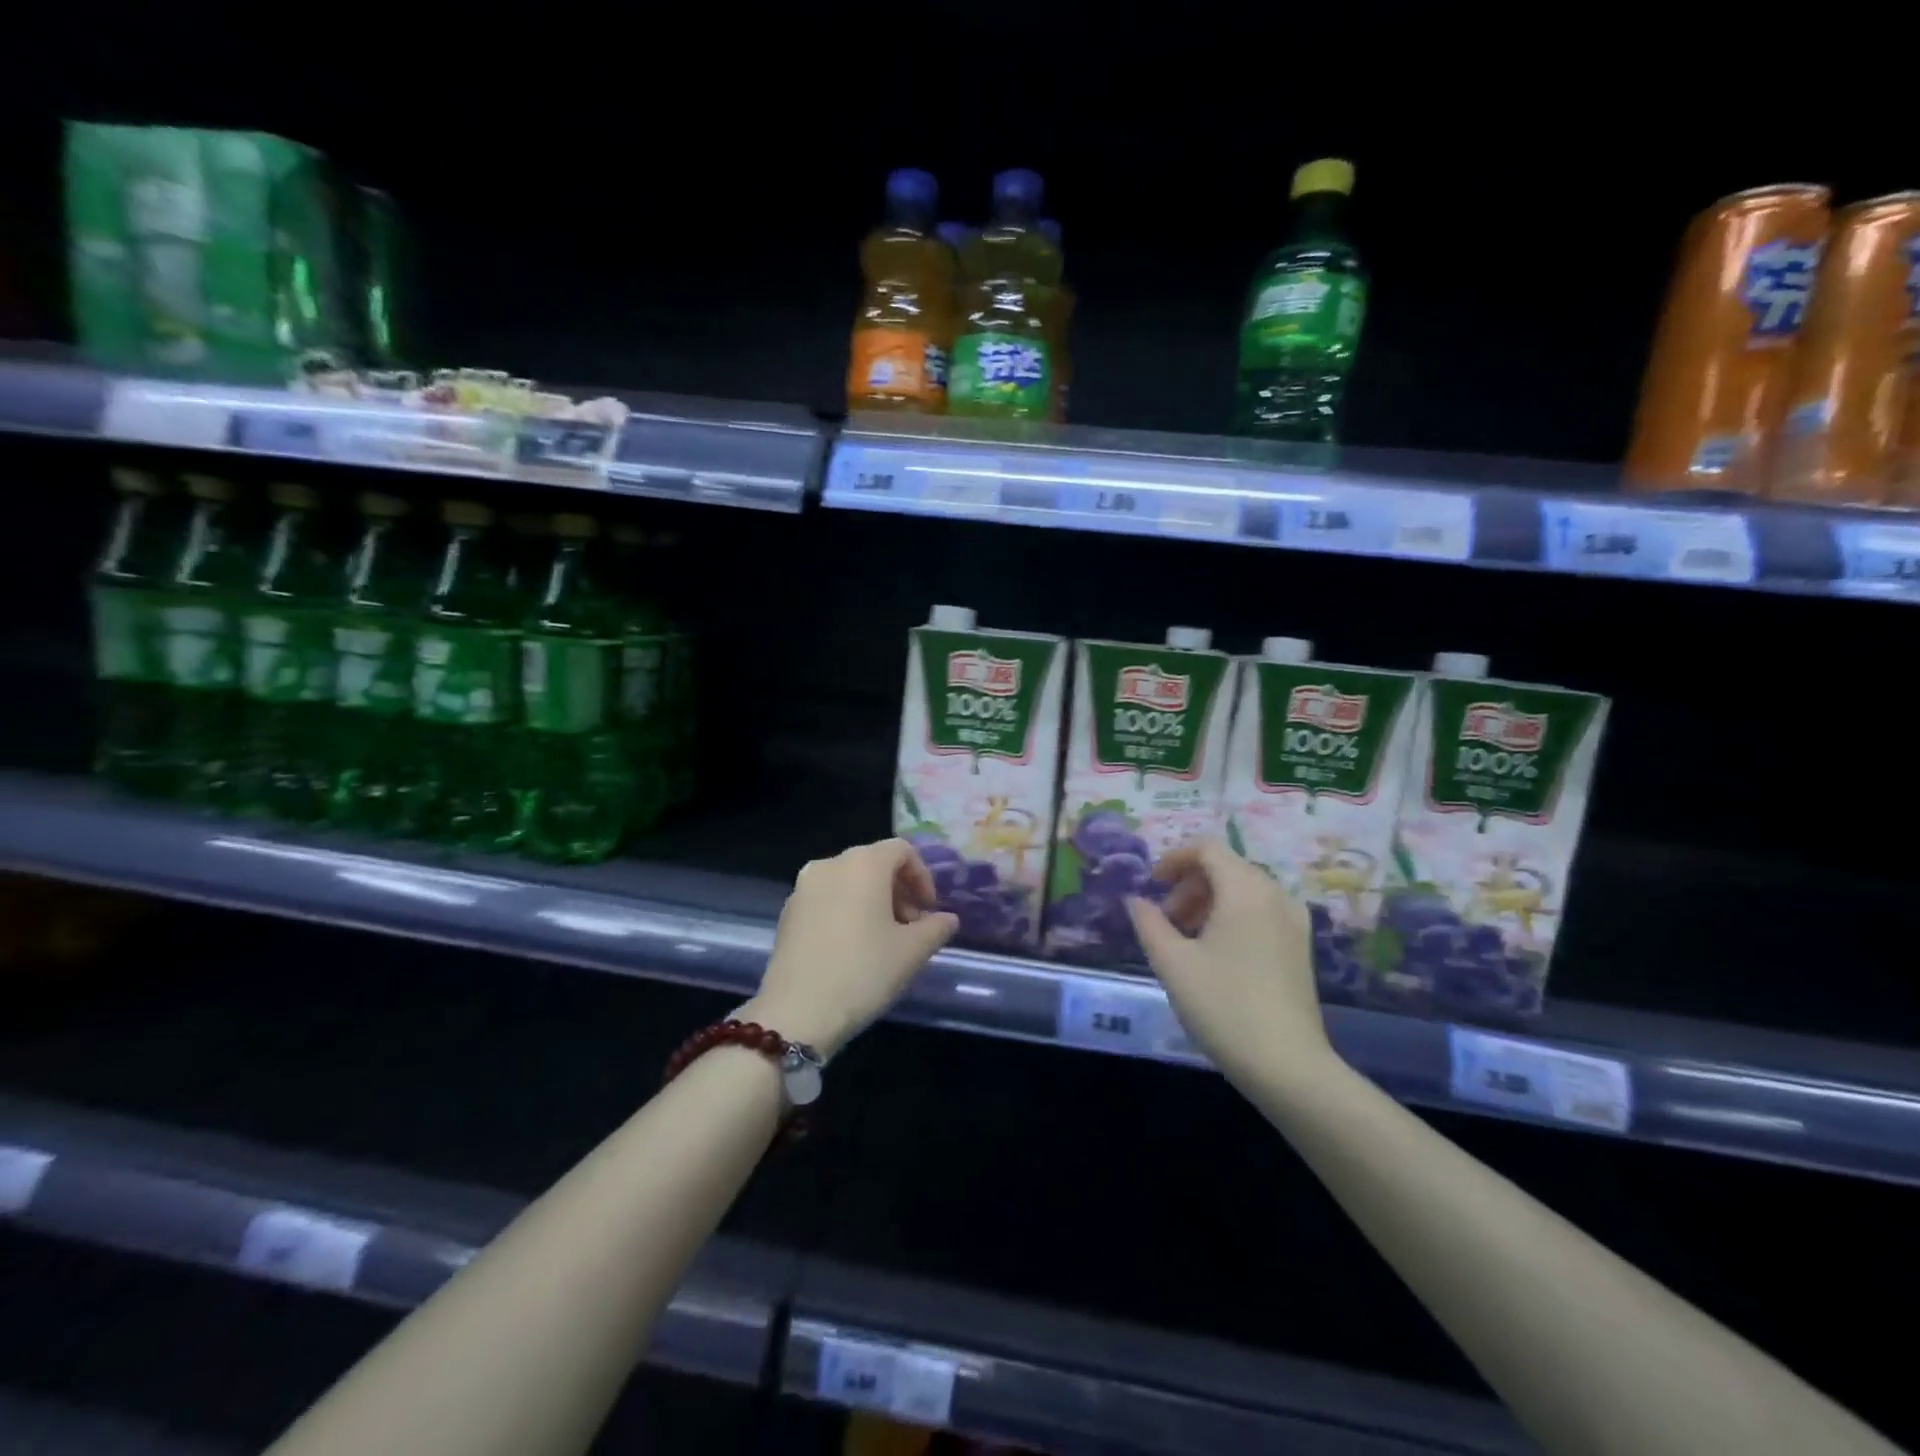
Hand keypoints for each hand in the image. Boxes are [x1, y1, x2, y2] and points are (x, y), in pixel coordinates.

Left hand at [743, 838, 958, 1058]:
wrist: (797, 1012)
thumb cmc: (864, 972)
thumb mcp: (912, 952)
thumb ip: (936, 928)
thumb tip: (947, 919)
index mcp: (863, 864)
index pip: (902, 850)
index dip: (922, 876)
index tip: (929, 911)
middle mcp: (830, 864)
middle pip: (874, 863)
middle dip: (898, 890)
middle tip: (910, 927)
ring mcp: (803, 888)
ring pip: (848, 881)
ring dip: (872, 901)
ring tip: (883, 940)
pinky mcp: (787, 912)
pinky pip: (826, 898)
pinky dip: (846, 910)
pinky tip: (852, 948)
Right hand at [1126, 839, 1331, 1084]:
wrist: (1287, 1066)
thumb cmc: (1224, 1006)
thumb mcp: (1172, 962)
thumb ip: (1149, 923)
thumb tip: (1136, 900)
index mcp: (1246, 889)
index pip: (1207, 849)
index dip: (1174, 859)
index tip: (1152, 884)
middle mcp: (1276, 895)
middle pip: (1227, 868)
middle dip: (1190, 884)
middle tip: (1165, 918)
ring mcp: (1294, 922)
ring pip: (1244, 891)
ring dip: (1209, 901)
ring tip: (1185, 938)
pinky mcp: (1300, 947)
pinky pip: (1261, 912)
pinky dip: (1232, 916)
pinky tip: (1216, 953)